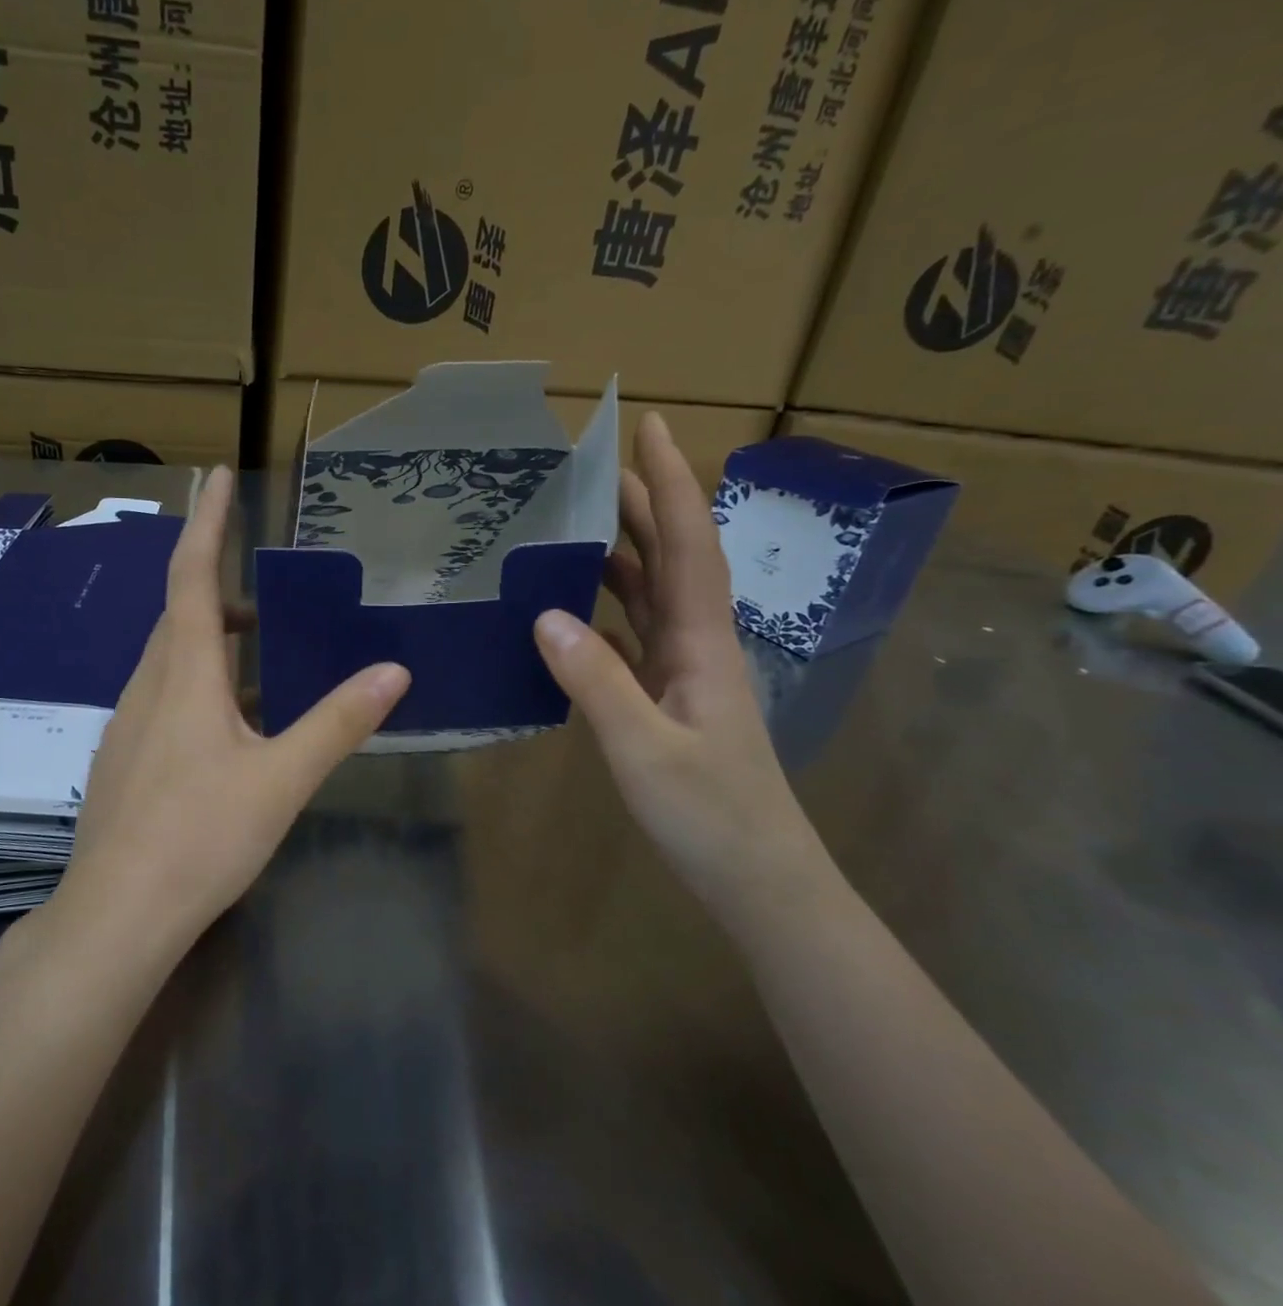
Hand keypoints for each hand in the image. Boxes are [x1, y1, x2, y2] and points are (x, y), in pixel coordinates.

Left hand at [59, 466, 410, 945]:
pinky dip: (198, 681)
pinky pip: (162, 695)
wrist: (117, 914)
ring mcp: (128, 723)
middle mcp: (148, 686)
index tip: (215, 476)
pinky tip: (228, 723)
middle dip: (217, 586)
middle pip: (178, 614)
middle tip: (264, 588)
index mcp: (184, 675)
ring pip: (168, 657)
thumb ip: (337, 721)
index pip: (190, 577)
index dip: (205, 523)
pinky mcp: (124, 757)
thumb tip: (394, 670)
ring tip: (257, 650)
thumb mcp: (282, 778)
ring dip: (209, 638)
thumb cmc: (201, 837)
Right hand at [533, 413, 824, 907]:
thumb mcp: (645, 748)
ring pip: (652, 594)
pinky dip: (606, 610)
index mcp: (701, 641)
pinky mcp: (668, 699)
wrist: (759, 879)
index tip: (650, 426)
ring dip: (622, 553)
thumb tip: (544, 614)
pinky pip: (633, 636)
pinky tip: (572, 610)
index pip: (687, 543)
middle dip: (642, 503)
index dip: (670, 482)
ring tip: (577, 523)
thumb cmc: (711, 815)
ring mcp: (684, 672)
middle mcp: (696, 643)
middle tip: (595, 464)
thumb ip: (596, 681)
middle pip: (671, 556)